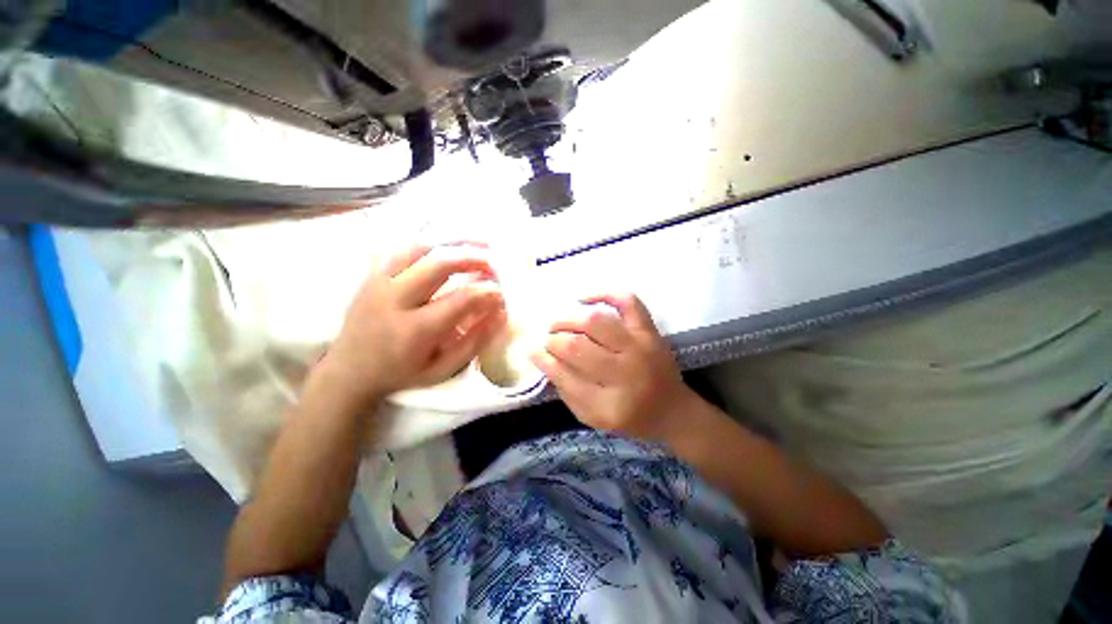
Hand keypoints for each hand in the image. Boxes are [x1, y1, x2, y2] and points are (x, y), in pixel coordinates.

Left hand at [320, 244, 504, 406]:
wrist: (349, 371)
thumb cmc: (401, 373)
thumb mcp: (442, 369)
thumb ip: (474, 342)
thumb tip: (501, 314)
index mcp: (415, 330)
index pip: (460, 300)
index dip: (486, 292)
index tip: (500, 292)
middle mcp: (394, 300)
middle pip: (438, 264)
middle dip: (472, 258)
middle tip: (492, 263)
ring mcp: (379, 283)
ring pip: (418, 248)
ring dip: (451, 243)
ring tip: (475, 245)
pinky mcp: (371, 275)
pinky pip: (401, 248)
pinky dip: (428, 244)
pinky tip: (445, 246)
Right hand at [530, 294, 694, 440]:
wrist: (673, 410)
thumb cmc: (631, 417)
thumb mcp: (594, 418)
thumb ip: (567, 392)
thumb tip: (543, 359)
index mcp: (610, 405)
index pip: (565, 375)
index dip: (544, 360)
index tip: (533, 351)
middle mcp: (626, 373)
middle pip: (577, 346)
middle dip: (554, 340)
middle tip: (549, 340)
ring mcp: (641, 347)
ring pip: (596, 322)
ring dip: (569, 319)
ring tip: (560, 324)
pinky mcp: (650, 331)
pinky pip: (628, 302)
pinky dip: (605, 294)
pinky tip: (585, 299)